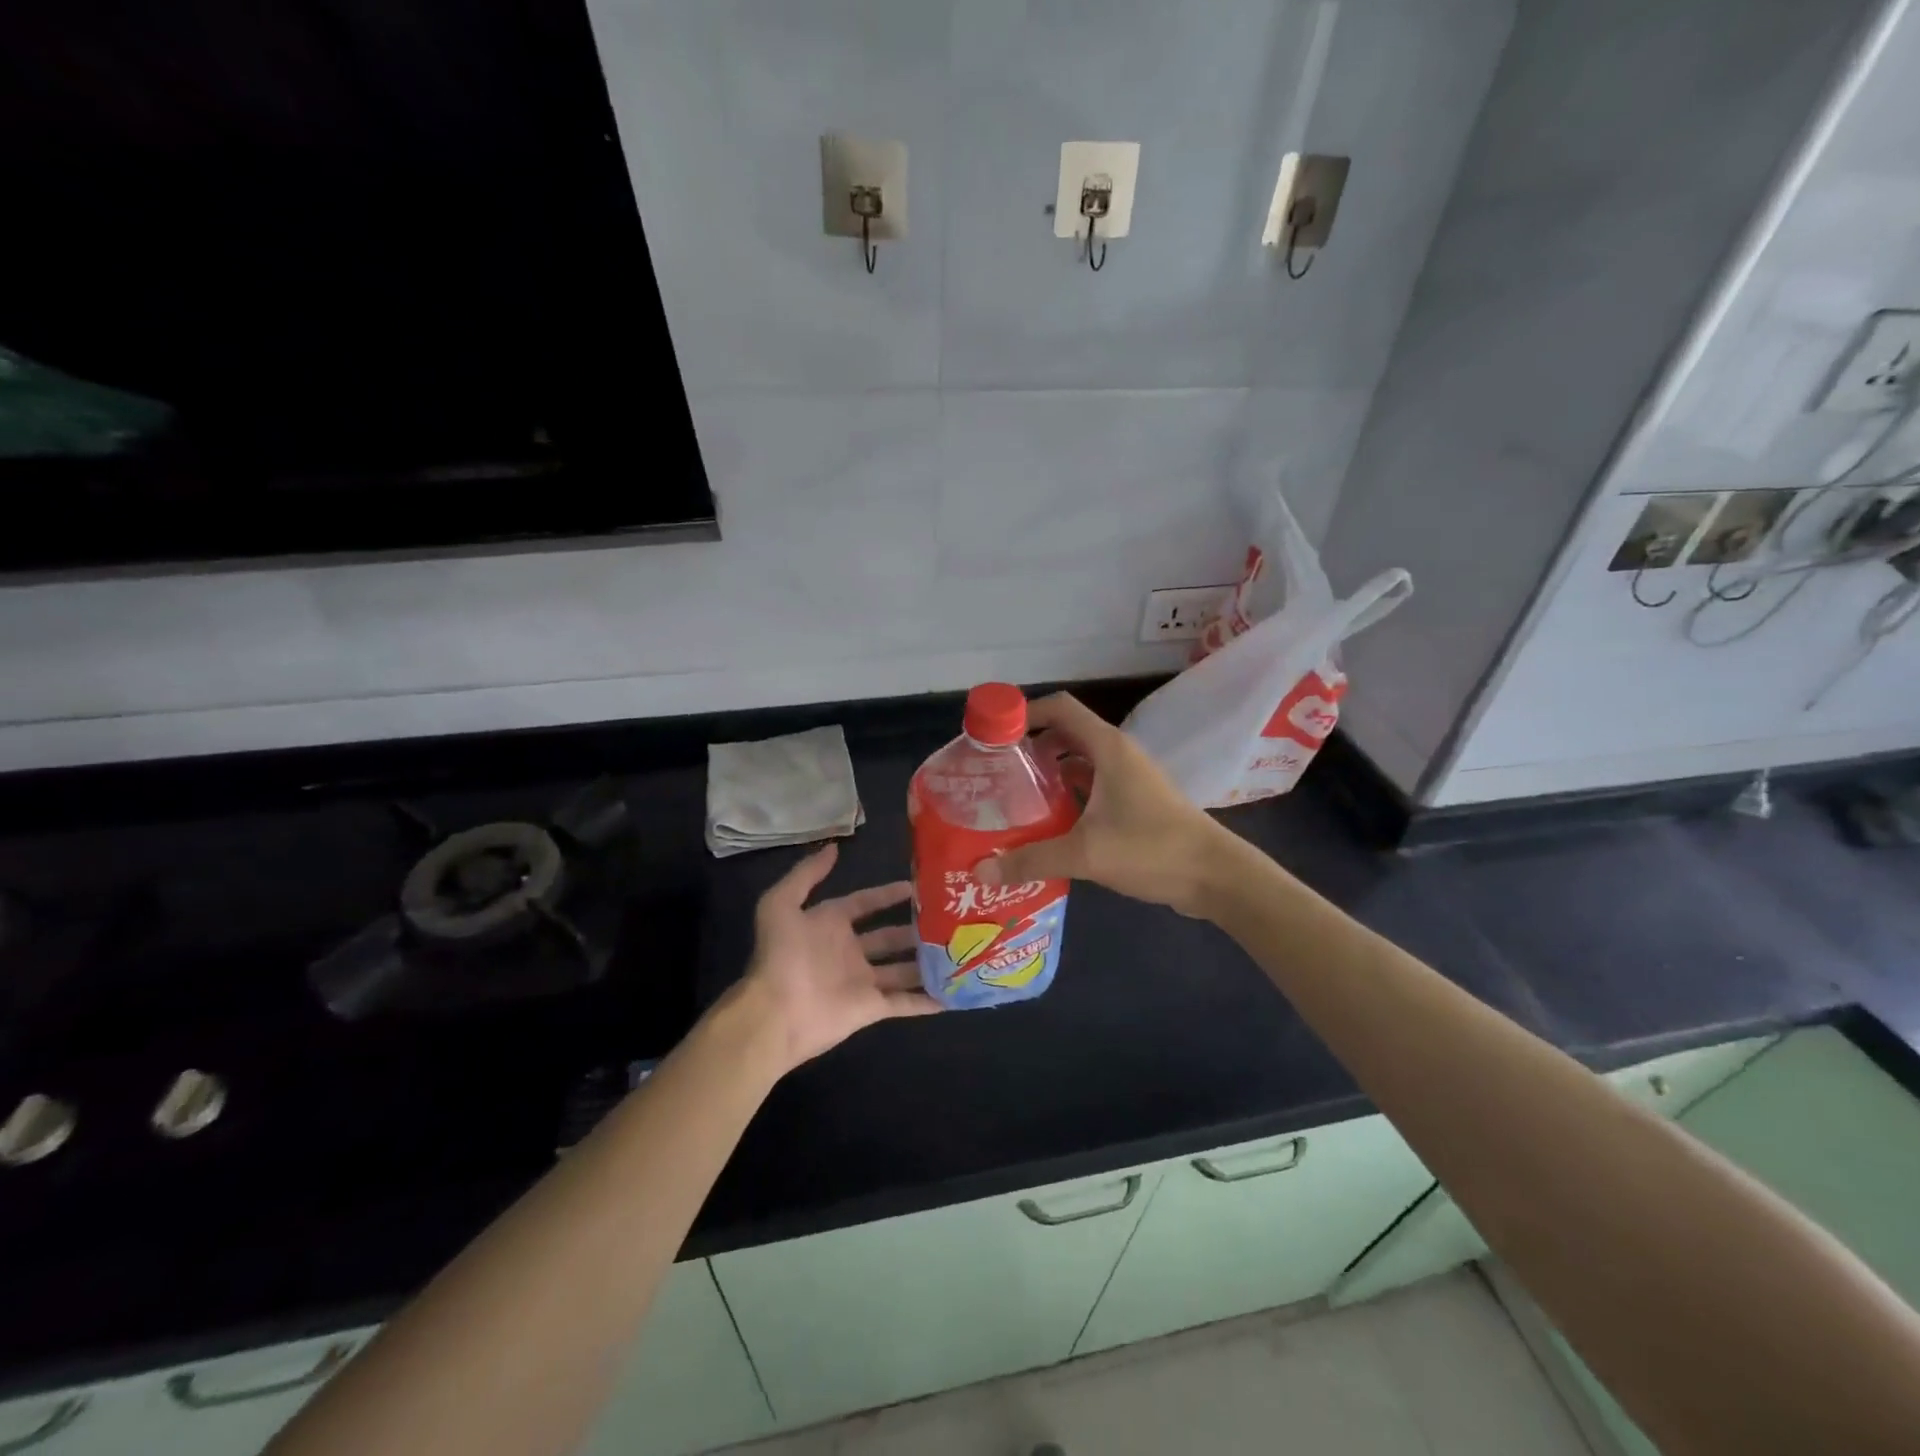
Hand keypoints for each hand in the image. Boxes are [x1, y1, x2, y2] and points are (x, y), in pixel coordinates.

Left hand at [731, 843, 939, 1072]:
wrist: (775, 1012)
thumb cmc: (781, 955)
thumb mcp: (780, 904)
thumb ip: (806, 874)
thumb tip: (834, 847)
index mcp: (830, 925)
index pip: (864, 903)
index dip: (887, 894)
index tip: (916, 886)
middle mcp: (849, 951)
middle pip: (889, 937)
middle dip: (915, 928)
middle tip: (947, 918)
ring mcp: (863, 981)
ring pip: (903, 968)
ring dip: (927, 961)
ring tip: (959, 949)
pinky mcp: (872, 1008)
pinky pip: (905, 1002)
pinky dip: (928, 999)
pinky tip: (955, 992)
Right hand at [973, 693, 1230, 916]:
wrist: (1215, 876)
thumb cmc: (1152, 849)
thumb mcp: (1086, 854)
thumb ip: (1031, 859)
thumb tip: (981, 871)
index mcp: (1107, 748)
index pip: (1059, 708)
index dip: (1023, 713)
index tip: (992, 737)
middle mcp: (1116, 754)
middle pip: (1064, 734)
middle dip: (1028, 748)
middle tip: (994, 773)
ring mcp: (1128, 779)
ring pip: (1078, 763)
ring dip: (1047, 774)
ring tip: (1012, 798)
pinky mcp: (1133, 803)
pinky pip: (1091, 787)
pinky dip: (1066, 796)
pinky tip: (1045, 823)